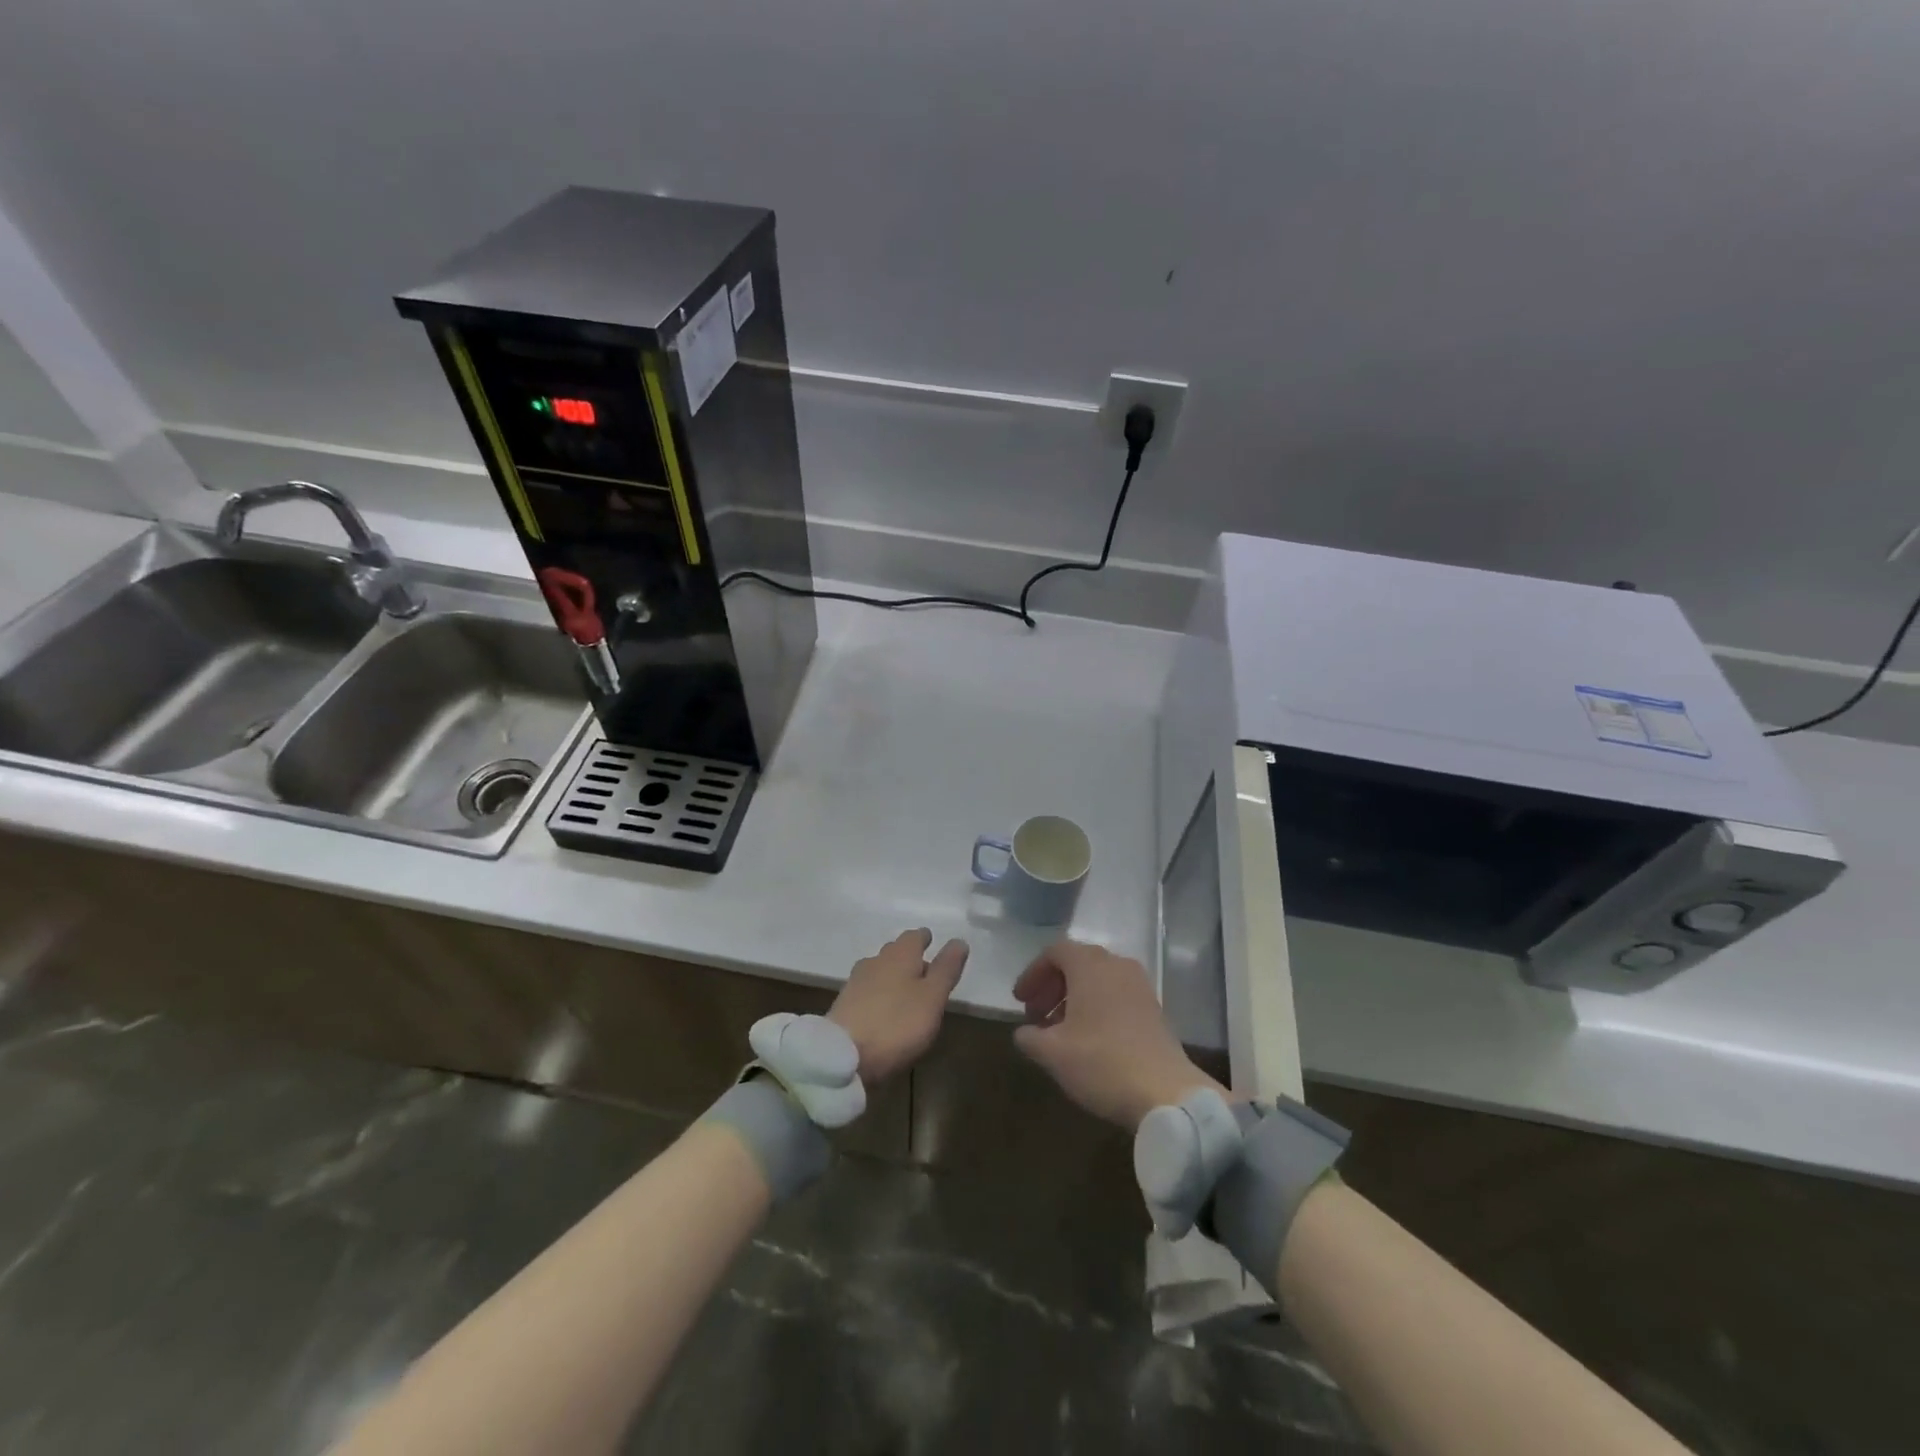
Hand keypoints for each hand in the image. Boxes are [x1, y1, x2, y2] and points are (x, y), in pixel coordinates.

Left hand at [828, 929, 967, 1083]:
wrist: (843, 1055)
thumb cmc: (896, 1024)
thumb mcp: (932, 998)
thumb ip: (946, 969)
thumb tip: (959, 940)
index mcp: (900, 955)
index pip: (914, 936)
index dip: (924, 939)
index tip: (932, 942)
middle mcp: (876, 961)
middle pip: (895, 951)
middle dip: (909, 957)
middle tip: (925, 970)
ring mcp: (856, 983)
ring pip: (879, 970)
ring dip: (893, 976)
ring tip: (906, 992)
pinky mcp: (844, 1005)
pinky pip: (867, 990)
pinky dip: (879, 994)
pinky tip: (884, 1009)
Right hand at [1012, 941, 1224, 1128]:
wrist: (1166, 1093)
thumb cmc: (1102, 1063)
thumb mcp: (1053, 1053)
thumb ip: (1030, 1037)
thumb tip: (1024, 1032)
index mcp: (1090, 966)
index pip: (1055, 951)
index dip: (1033, 973)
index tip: (1020, 1001)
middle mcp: (1117, 965)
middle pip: (1077, 962)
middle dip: (1052, 986)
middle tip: (1036, 1015)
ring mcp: (1140, 986)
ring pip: (1098, 979)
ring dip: (1074, 997)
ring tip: (1059, 1030)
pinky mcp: (1154, 1009)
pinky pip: (1116, 994)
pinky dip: (1096, 1006)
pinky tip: (1088, 1039)